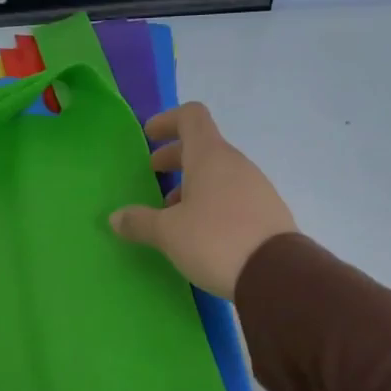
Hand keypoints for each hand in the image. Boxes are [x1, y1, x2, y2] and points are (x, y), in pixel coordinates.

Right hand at [108, 102, 296, 297]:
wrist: (275, 273)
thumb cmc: (215, 240)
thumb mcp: (169, 233)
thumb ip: (140, 221)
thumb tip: (115, 217)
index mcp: (210, 156)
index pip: (191, 117)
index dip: (168, 121)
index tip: (149, 136)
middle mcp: (236, 164)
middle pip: (203, 147)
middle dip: (175, 158)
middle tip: (154, 175)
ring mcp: (256, 186)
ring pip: (218, 174)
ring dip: (193, 184)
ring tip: (174, 213)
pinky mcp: (267, 211)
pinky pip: (233, 195)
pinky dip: (212, 202)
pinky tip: (201, 232)